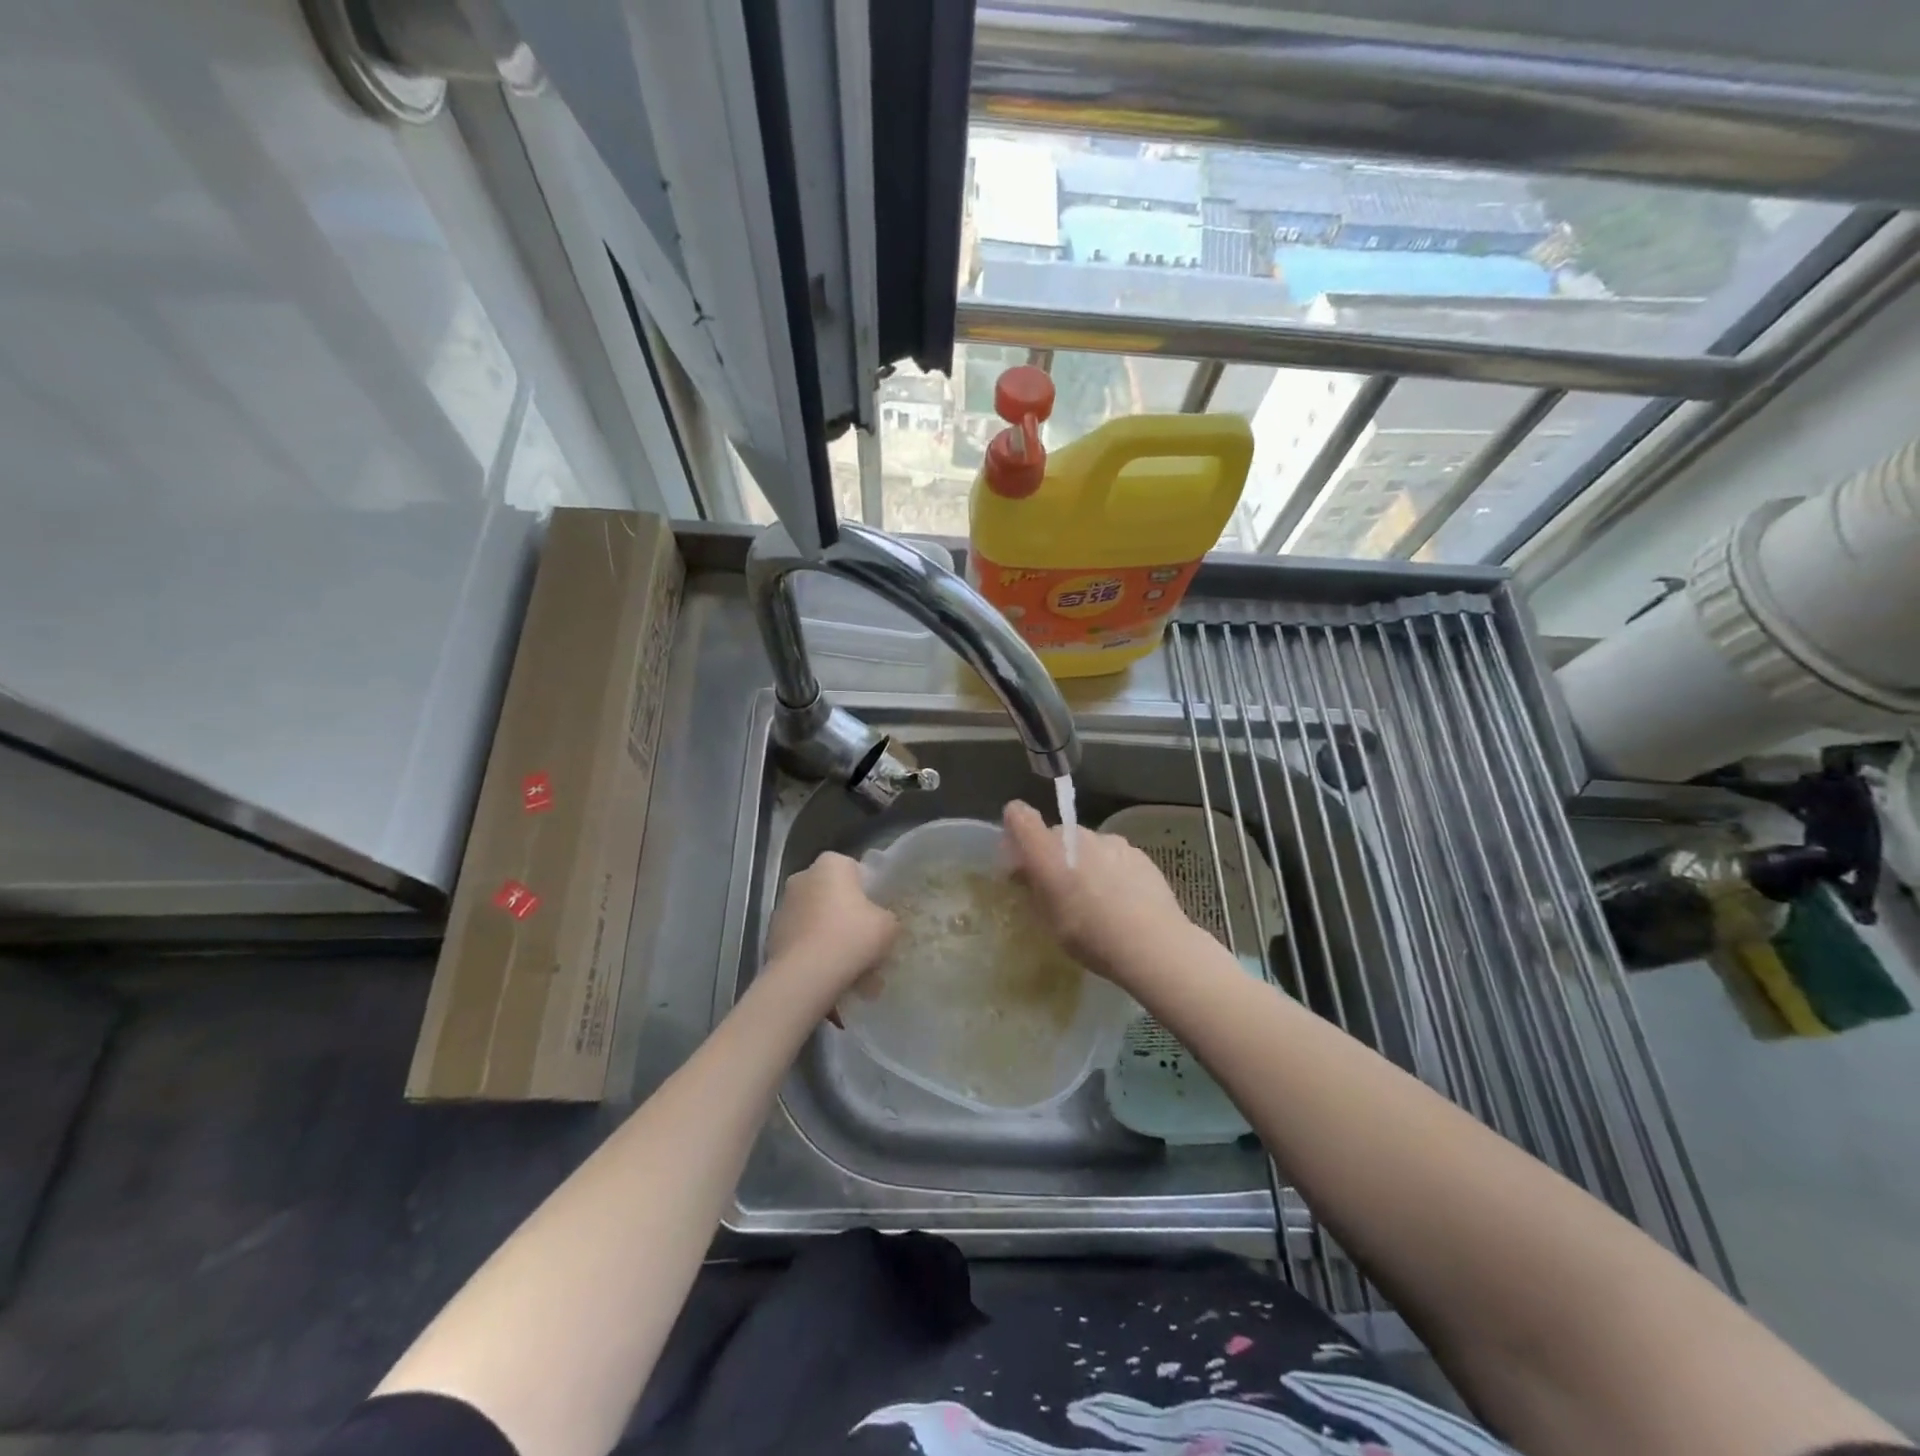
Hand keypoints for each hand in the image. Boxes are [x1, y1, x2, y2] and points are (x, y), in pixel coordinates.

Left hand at [763, 851, 898, 1014]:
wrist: (805, 976)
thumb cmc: (851, 937)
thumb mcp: (888, 925)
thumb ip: (887, 917)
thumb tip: (880, 923)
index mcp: (831, 864)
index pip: (854, 870)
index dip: (868, 892)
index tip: (876, 915)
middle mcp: (803, 877)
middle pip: (833, 894)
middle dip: (847, 915)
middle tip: (865, 942)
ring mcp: (783, 906)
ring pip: (817, 919)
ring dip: (831, 936)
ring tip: (851, 968)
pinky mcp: (772, 934)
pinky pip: (803, 940)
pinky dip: (815, 953)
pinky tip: (830, 976)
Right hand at [1002, 800, 1197, 988]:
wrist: (1152, 943)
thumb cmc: (1089, 936)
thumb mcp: (1048, 921)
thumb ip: (1033, 889)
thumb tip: (1025, 872)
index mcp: (1047, 851)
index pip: (1020, 816)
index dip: (1015, 826)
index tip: (1019, 853)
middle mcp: (1077, 836)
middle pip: (1055, 834)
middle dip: (1052, 854)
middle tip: (1059, 888)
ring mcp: (1110, 841)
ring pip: (1086, 845)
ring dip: (1083, 861)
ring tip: (1096, 897)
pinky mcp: (1137, 852)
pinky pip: (1112, 854)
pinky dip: (1110, 868)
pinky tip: (1122, 899)